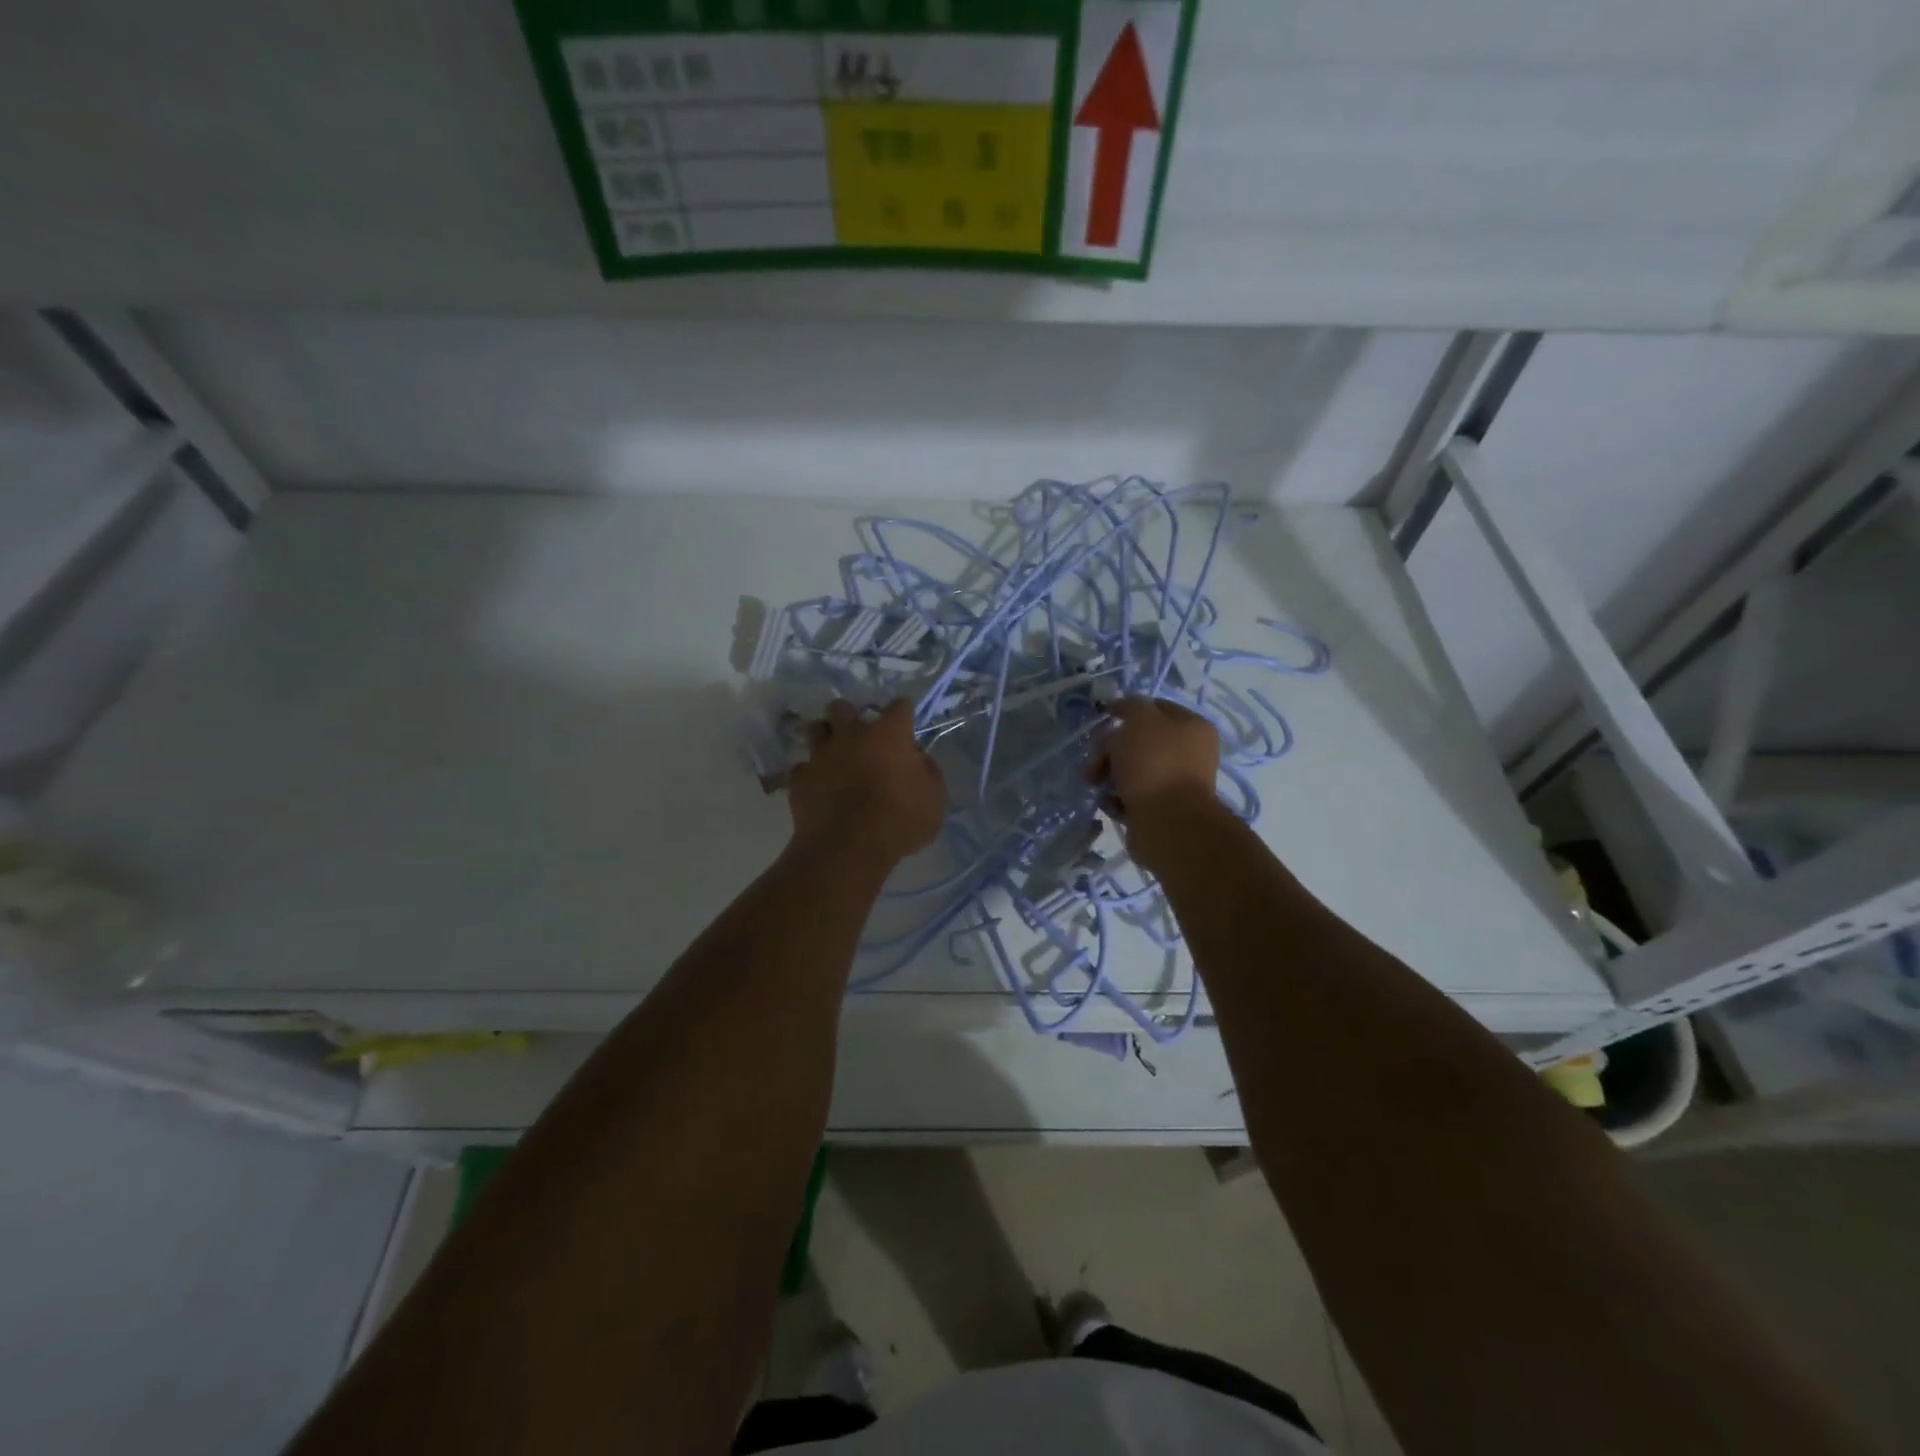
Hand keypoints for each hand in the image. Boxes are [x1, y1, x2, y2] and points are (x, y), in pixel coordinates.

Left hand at [788, 699, 946, 866]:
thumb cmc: (900, 822)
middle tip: (861, 737)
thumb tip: (915, 759)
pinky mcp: (799, 778)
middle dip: (851, 716)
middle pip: (844, 707)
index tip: (905, 727)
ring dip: (826, 737)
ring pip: (816, 729)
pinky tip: (818, 786)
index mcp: (889, 734)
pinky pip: (802, 767)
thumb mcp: (935, 799)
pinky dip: (811, 774)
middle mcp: (851, 734)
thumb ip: (927, 771)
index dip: (903, 714)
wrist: (848, 849)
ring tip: (835, 755)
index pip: (899, 706)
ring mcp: (821, 754)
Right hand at [1088, 697, 1223, 868]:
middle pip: (1138, 741)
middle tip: (1094, 761)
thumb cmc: (1154, 763)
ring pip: (1131, 770)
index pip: (1155, 708)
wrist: (1167, 823)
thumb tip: (1122, 708)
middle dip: (1109, 749)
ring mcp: (1174, 784)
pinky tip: (1110, 803)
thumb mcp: (1140, 719)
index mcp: (1192, 727)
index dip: (1126, 710)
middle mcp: (1188, 754)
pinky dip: (1117, 799)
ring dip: (1108, 775)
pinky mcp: (1160, 810)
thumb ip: (1130, 706)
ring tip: (1095, 785)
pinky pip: (1131, 797)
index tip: (1102, 718)